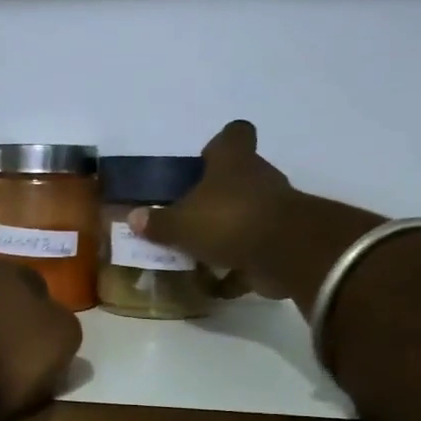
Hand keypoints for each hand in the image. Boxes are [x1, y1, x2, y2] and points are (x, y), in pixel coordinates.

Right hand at [128, 121, 299, 297]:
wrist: (286, 253)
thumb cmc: (228, 221)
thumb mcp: (181, 224)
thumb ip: (158, 222)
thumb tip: (134, 217)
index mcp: (233, 161)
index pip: (233, 135)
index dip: (219, 144)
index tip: (203, 161)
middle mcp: (257, 179)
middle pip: (237, 178)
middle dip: (215, 197)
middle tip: (188, 217)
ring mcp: (273, 211)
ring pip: (245, 215)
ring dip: (225, 233)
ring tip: (196, 254)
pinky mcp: (281, 242)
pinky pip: (253, 252)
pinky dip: (237, 268)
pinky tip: (215, 285)